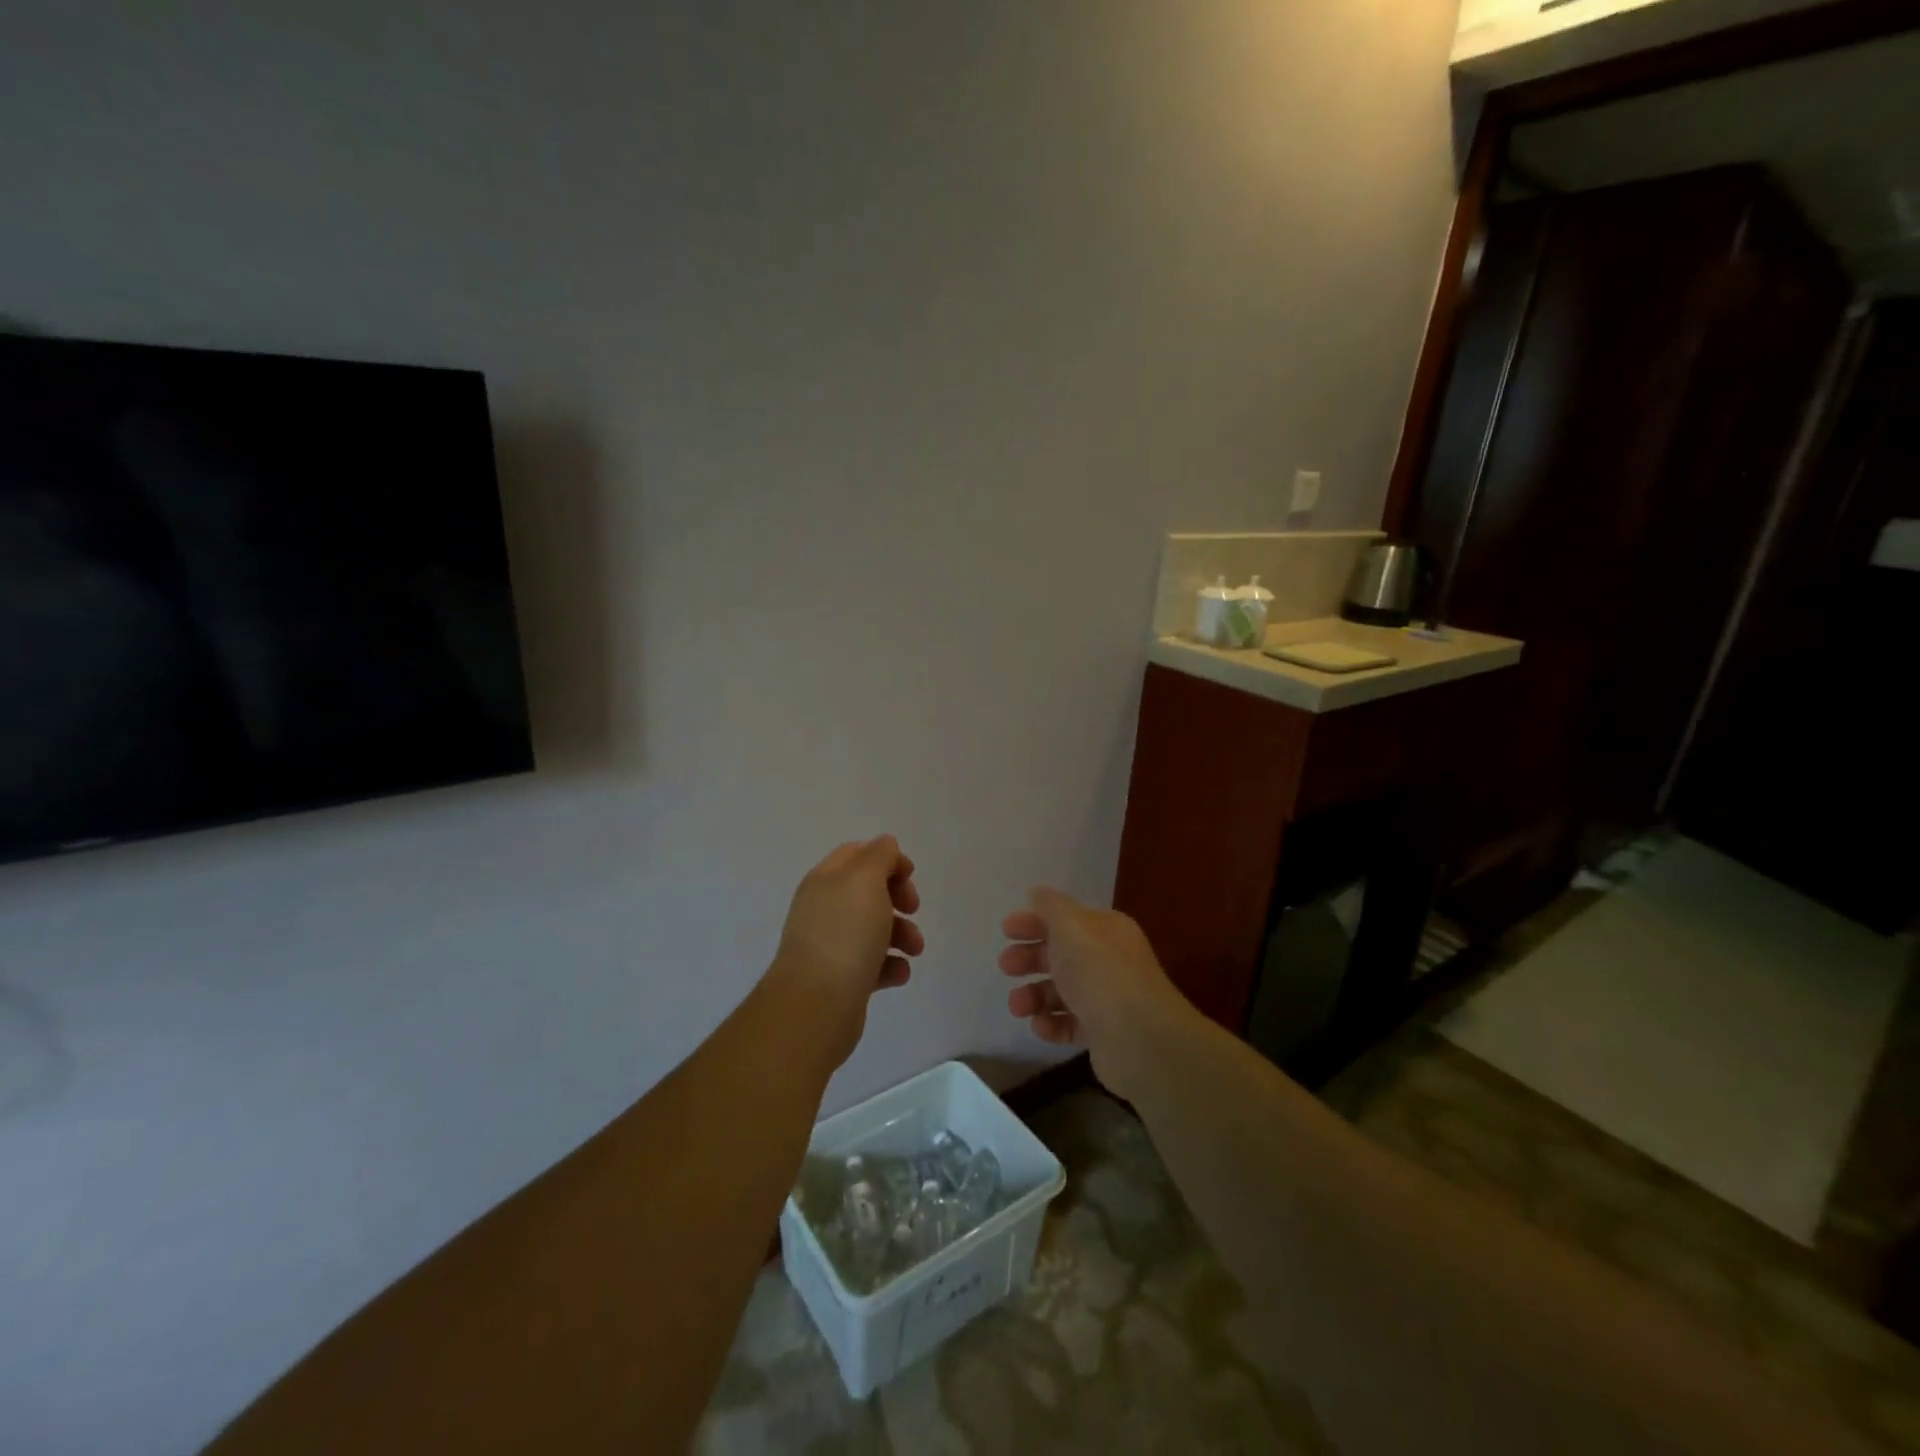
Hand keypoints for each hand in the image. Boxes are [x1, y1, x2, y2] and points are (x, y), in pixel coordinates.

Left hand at [772, 836, 923, 1069]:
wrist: (816, 1004)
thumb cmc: (845, 933)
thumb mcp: (866, 880)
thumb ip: (880, 856)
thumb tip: (886, 846)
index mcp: (825, 880)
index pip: (857, 855)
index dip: (887, 859)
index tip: (910, 876)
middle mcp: (823, 908)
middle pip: (867, 891)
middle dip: (898, 897)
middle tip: (913, 908)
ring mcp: (830, 945)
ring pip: (873, 929)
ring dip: (901, 934)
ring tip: (914, 950)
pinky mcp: (840, 979)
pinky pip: (871, 965)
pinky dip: (890, 965)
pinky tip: (899, 974)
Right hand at [998, 888, 1186, 1099]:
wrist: (1138, 1037)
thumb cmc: (1100, 971)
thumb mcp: (1071, 926)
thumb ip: (1050, 907)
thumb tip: (1038, 893)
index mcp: (1105, 930)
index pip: (1066, 919)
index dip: (1035, 922)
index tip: (1006, 931)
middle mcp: (1108, 960)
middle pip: (1061, 954)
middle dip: (1030, 958)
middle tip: (1006, 966)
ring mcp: (1107, 998)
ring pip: (1061, 991)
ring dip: (1034, 995)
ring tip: (1018, 1006)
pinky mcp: (1103, 1033)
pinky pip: (1069, 1023)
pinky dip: (1051, 1023)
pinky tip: (1040, 1025)